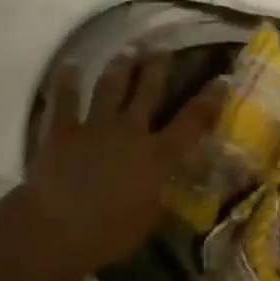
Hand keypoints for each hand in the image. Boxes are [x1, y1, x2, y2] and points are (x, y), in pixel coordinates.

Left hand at [25, 50, 224, 273]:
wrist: (58, 229)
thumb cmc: (110, 233)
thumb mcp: (149, 219)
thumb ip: (159, 195)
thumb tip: (164, 186)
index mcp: (157, 156)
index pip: (192, 122)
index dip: (209, 100)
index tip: (221, 79)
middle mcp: (130, 131)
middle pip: (148, 91)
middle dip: (157, 66)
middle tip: (163, 47)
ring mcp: (95, 127)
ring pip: (111, 87)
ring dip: (121, 65)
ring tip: (129, 48)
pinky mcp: (63, 131)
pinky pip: (65, 100)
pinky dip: (67, 82)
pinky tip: (70, 66)